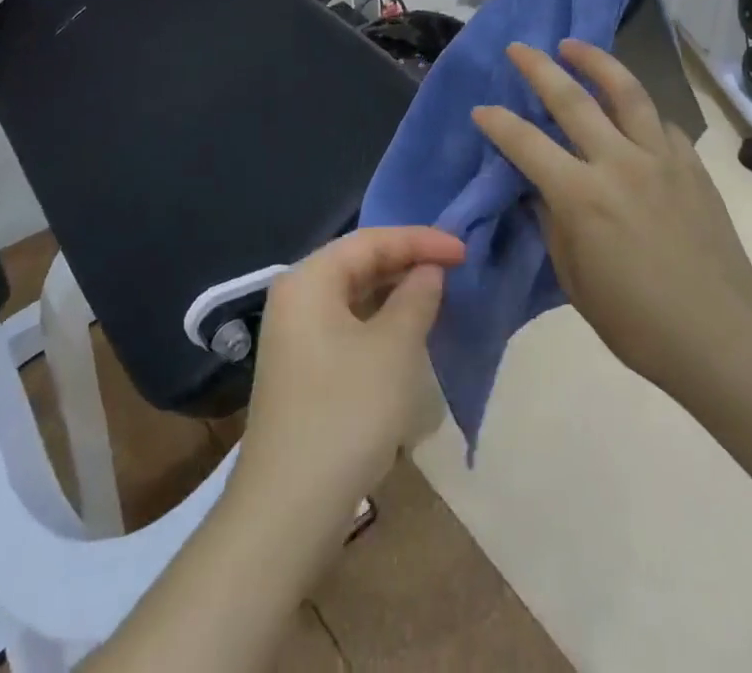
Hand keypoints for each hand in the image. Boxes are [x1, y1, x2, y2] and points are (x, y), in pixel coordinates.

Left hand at [233, 227, 465, 524]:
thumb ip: (416, 298)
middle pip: (358, 263)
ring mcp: (294, 335)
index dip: (420, 240)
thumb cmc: (345, 414)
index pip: (370, 240)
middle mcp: (295, 297)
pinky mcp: (301, 368)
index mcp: (309, 279)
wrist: (287, 511)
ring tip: (437, 295)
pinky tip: (406, 334)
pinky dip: (378, 321)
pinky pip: (346, 324)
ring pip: (352, 295)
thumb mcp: (393, 349)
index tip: (464, 249)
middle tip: (454, 268)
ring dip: (394, 292)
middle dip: (406, 262)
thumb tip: (428, 272)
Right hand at [472, 41, 751, 396]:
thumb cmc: (636, 322)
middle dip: (538, 68)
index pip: (526, 144)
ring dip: (595, 62)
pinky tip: (632, 111)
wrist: (720, 338)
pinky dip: (640, 110)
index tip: (482, 109)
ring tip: (574, 46)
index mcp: (581, 196)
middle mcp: (618, 163)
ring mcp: (660, 159)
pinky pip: (661, 123)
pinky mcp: (691, 166)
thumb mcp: (574, 278)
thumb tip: (543, 189)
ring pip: (625, 92)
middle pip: (571, 99)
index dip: (498, 122)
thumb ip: (554, 223)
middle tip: (519, 48)